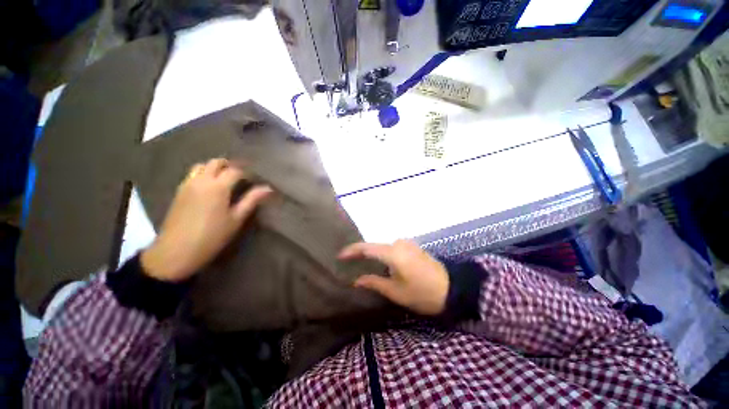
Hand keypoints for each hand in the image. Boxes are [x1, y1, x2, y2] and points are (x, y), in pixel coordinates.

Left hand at [141, 158, 272, 281]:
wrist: (177, 251)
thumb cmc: (212, 236)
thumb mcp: (236, 219)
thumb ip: (251, 200)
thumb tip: (268, 188)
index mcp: (218, 187)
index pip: (235, 171)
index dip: (247, 173)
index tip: (255, 180)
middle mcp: (201, 180)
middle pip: (216, 163)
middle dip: (230, 165)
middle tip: (241, 177)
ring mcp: (187, 184)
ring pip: (201, 166)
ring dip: (215, 168)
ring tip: (225, 179)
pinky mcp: (179, 191)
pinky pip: (192, 174)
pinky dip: (203, 174)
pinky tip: (210, 187)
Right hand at [339, 240, 448, 315]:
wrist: (452, 289)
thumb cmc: (422, 293)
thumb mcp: (395, 291)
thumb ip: (374, 282)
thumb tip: (356, 280)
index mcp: (393, 252)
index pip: (367, 248)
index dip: (352, 251)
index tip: (340, 255)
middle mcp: (399, 243)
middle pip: (375, 247)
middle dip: (363, 254)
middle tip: (350, 263)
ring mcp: (407, 243)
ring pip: (384, 248)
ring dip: (375, 255)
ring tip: (364, 265)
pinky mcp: (413, 247)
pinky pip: (393, 249)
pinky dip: (385, 255)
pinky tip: (382, 265)